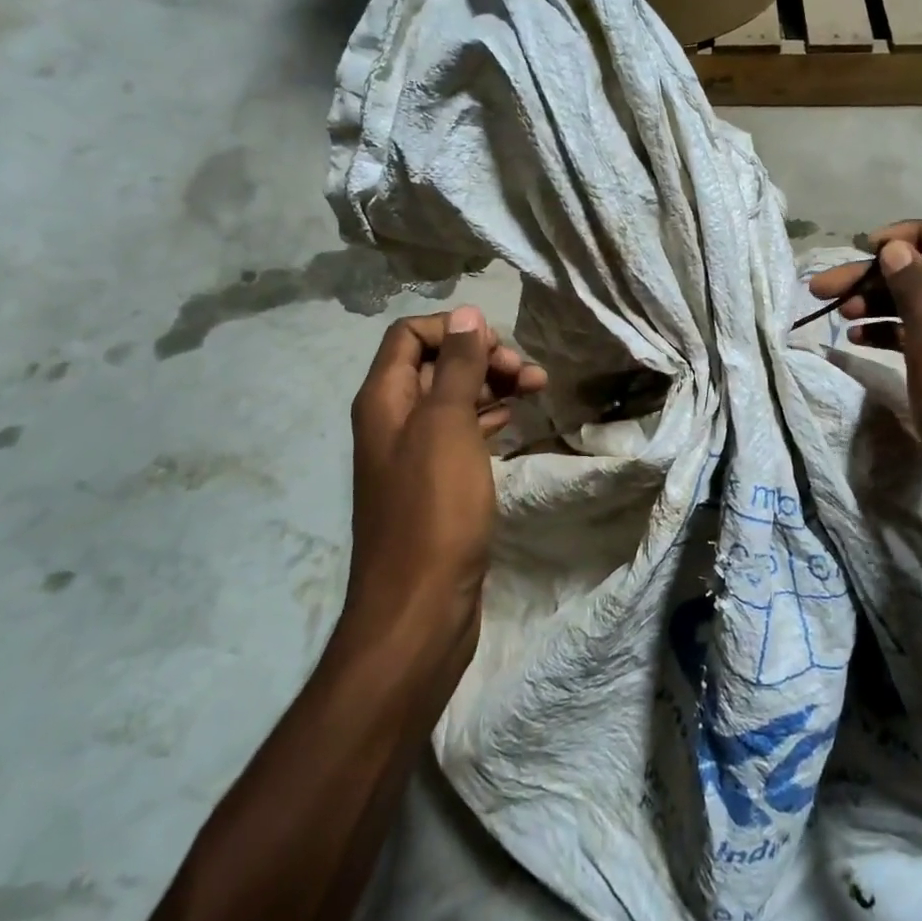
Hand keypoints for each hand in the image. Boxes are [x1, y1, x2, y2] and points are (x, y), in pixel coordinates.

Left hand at [348, 307, 546, 647]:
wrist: (420, 607)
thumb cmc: (434, 509)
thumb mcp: (447, 426)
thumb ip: (456, 366)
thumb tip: (466, 313)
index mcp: (384, 399)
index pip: (410, 334)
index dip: (454, 330)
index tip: (498, 350)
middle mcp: (393, 420)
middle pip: (435, 363)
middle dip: (482, 358)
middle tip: (529, 374)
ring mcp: (415, 454)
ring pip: (453, 399)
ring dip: (492, 386)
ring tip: (538, 390)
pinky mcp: (438, 483)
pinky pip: (462, 433)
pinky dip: (489, 417)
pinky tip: (515, 419)